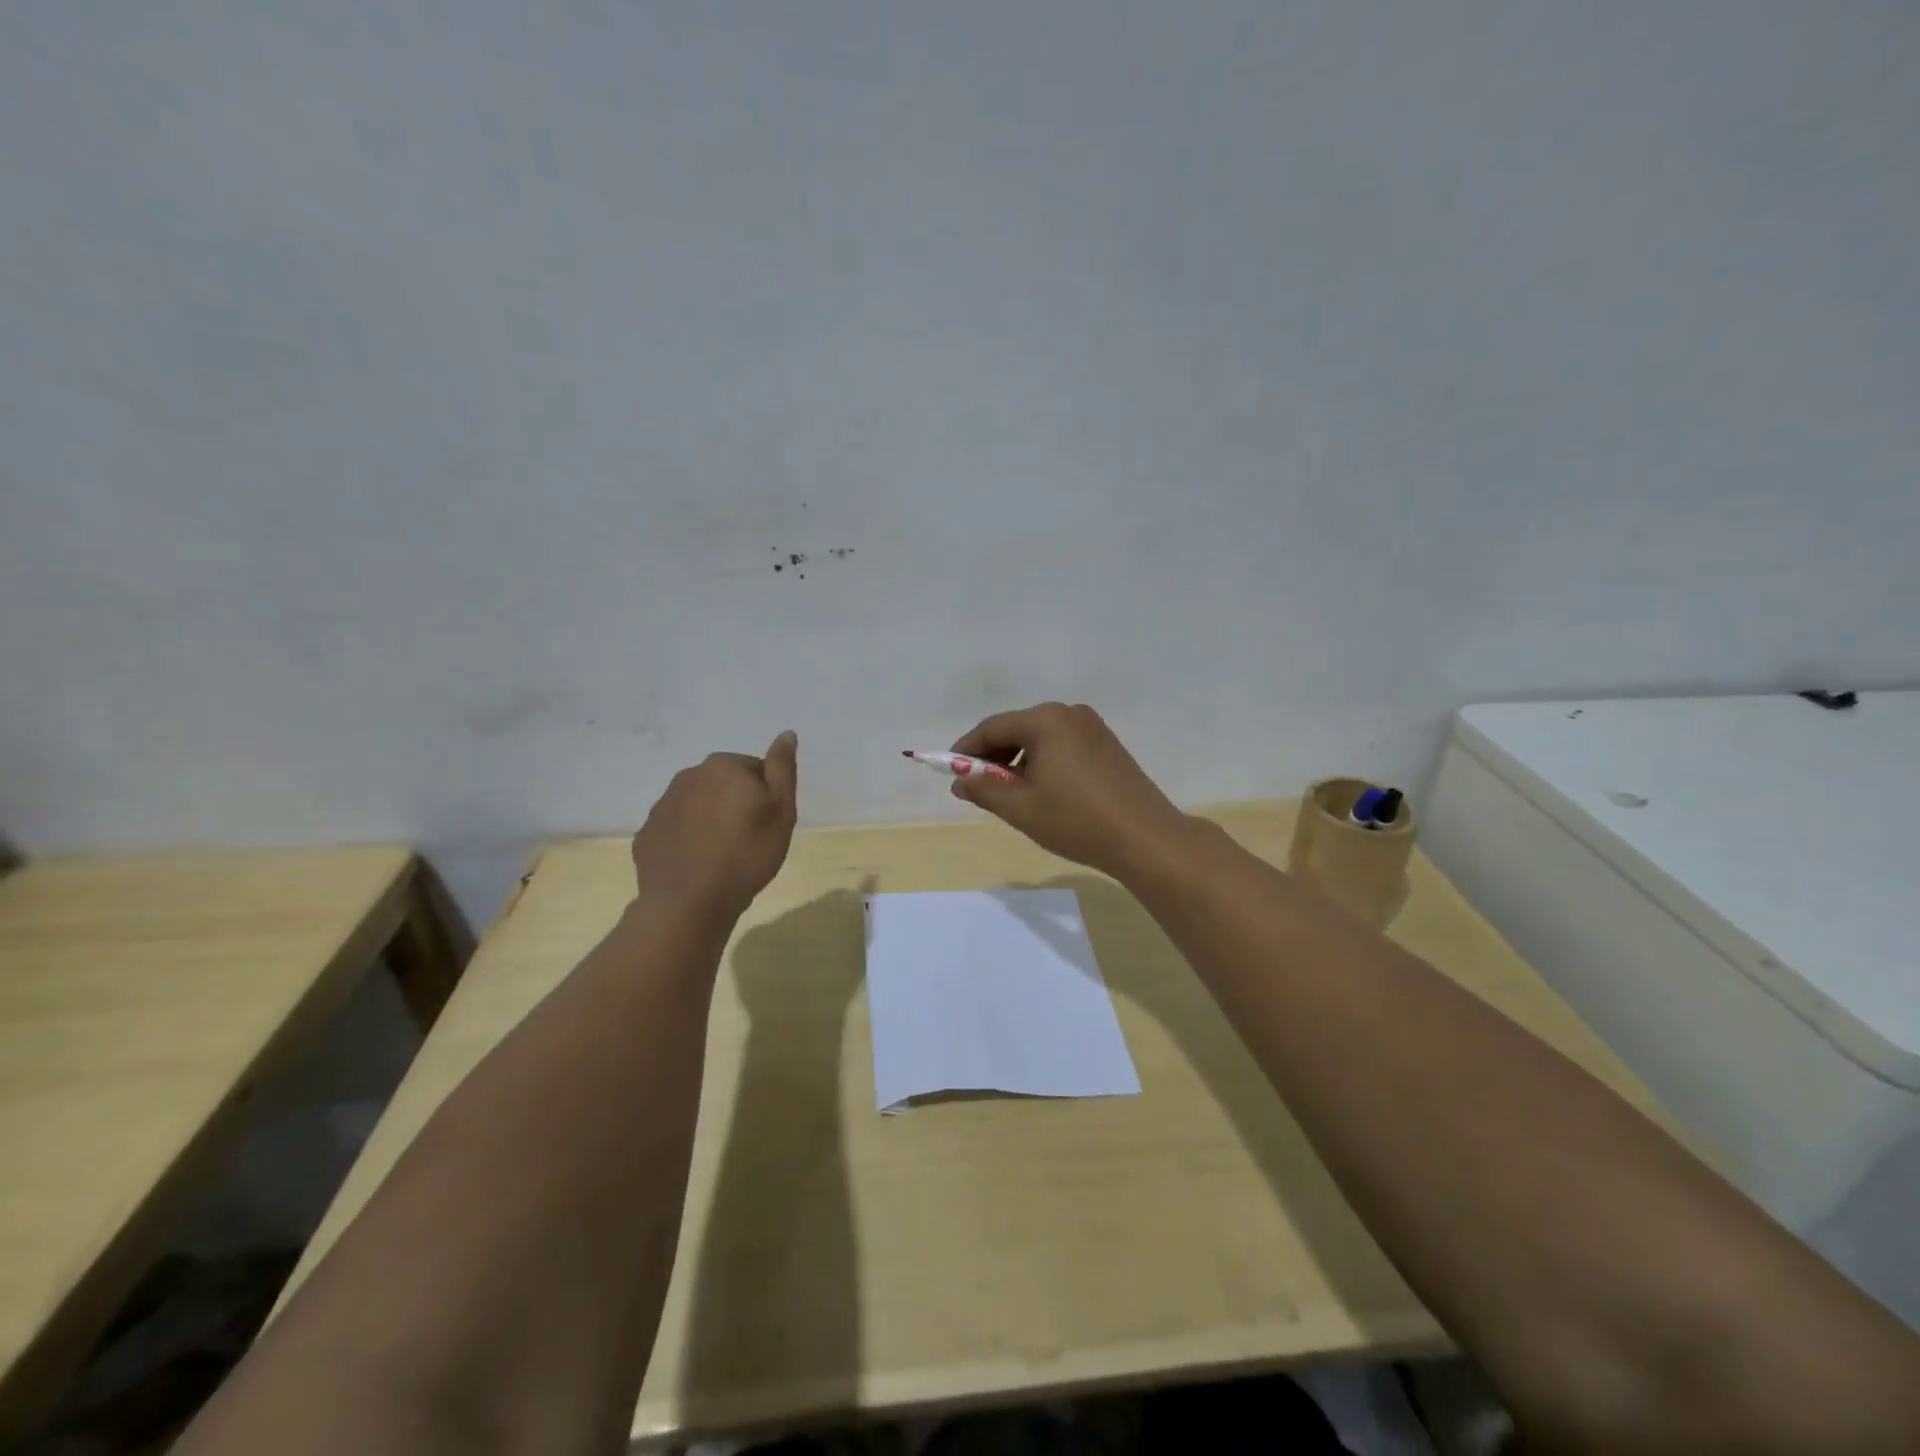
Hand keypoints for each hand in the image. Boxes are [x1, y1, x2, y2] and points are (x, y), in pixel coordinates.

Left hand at [630, 731, 798, 920]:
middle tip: (750, 839)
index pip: (754, 769)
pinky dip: (688, 840)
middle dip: (735, 804)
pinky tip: (699, 866)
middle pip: (723, 785)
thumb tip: (787, 733)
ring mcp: (662, 806)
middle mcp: (688, 776)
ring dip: (710, 820)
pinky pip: (676, 830)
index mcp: (723, 766)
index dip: (765, 796)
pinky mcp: (647, 834)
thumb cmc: (747, 854)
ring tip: (724, 855)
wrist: (690, 902)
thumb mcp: (781, 810)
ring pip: (697, 805)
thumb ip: (782, 768)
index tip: (768, 823)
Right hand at [947, 704, 1192, 878]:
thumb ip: (984, 789)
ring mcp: (1093, 727)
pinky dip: (1043, 762)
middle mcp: (1069, 713)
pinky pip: (1062, 745)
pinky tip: (1043, 790)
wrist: (1145, 838)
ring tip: (1011, 794)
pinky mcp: (1108, 744)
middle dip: (993, 756)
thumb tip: (960, 780)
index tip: (950, 771)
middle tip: (979, 787)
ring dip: (1019, 760)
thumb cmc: (1076, 820)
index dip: (966, 749)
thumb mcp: (1021, 808)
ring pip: (1040, 737)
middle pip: (1017, 728)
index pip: (992, 728)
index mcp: (1045, 720)